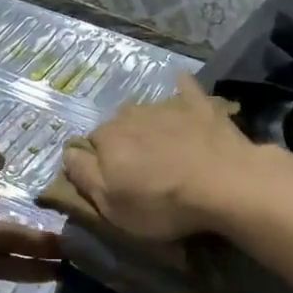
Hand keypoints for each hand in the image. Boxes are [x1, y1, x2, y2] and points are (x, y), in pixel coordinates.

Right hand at [62, 74, 259, 241]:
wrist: (224, 184)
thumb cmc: (163, 203)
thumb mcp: (111, 205)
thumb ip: (83, 175)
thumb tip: (67, 152)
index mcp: (108, 139)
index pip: (91, 144)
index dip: (101, 163)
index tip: (115, 181)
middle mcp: (131, 114)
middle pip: (119, 125)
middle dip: (125, 142)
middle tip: (142, 168)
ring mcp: (167, 106)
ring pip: (148, 111)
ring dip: (151, 125)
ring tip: (167, 147)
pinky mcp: (200, 104)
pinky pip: (185, 88)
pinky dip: (181, 89)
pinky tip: (183, 87)